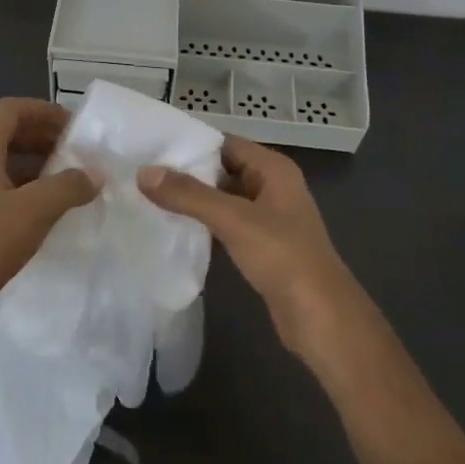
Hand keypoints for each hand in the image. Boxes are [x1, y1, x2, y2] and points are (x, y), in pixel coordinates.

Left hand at [0, 98, 99, 321]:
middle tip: (76, 154)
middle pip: (7, 136)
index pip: (10, 110)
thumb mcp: (35, 210)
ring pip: (4, 167)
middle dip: (43, 139)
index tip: (73, 126)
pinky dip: (25, 194)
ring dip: (36, 168)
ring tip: (69, 183)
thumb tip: (95, 174)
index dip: (42, 110)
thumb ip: (68, 187)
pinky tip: (48, 215)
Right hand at [138, 136, 361, 361]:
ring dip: (192, 201)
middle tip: (142, 174)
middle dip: (186, 173)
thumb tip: (143, 173)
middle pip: (222, 169)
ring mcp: (268, 218)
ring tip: (149, 199)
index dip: (190, 143)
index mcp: (273, 169)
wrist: (322, 320)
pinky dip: (203, 225)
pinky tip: (174, 230)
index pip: (225, 143)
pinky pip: (226, 225)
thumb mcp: (234, 220)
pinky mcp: (262, 246)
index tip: (150, 147)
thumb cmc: (283, 257)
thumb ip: (188, 195)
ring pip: (222, 199)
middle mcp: (272, 186)